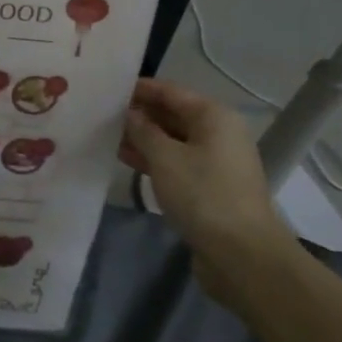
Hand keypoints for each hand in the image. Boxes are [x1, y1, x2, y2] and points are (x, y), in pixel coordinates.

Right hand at [119, 79, 297, 304]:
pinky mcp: (209, 186)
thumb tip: (129, 113)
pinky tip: (125, 159)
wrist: (241, 253)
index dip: (139, 88)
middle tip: (100, 113)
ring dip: (142, 138)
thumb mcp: (164, 157)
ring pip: (172, 140)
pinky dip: (153, 159)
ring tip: (105, 135)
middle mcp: (218, 133)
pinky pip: (176, 162)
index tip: (107, 88)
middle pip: (172, 114)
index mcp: (213, 116)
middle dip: (139, 114)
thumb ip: (142, 130)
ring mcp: (215, 161)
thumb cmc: (202, 194)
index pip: (170, 91)